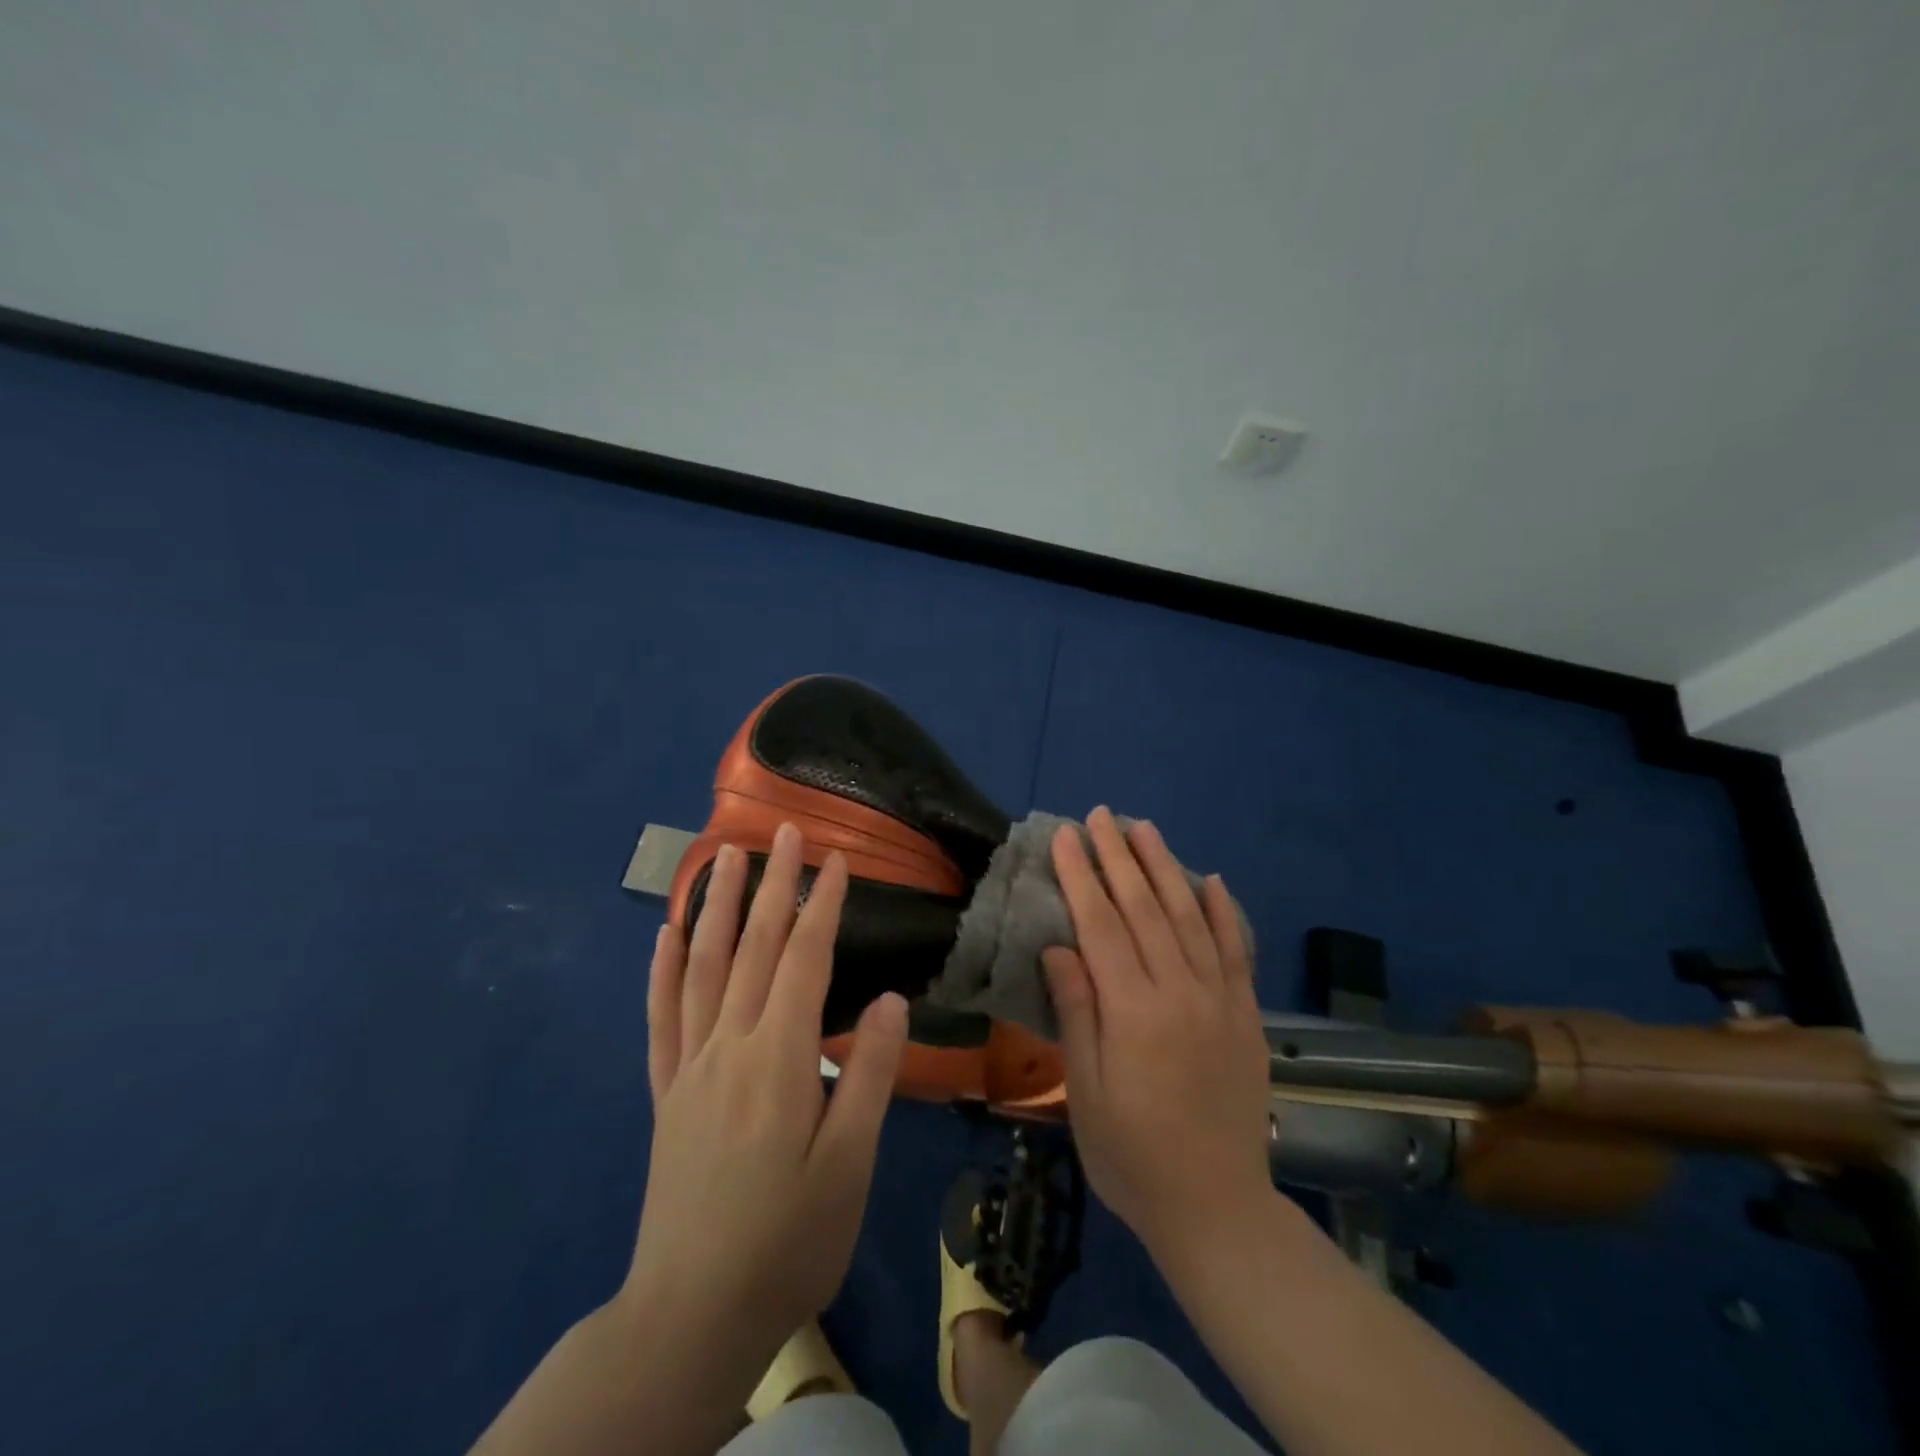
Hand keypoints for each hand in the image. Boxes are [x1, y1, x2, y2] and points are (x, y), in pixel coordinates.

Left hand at [623, 823, 908, 1368]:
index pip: (804, 960)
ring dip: (713, 905)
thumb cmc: (788, 1240)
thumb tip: (888, 1000)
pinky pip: (660, 1018)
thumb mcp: (848, 1165)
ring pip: (701, 967)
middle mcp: (729, 1046)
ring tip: (720, 856)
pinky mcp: (667, 1094)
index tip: (837, 859)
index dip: (823, 905)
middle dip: (770, 884)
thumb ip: (868, 1075)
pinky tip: (664, 934)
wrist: (692, 1315)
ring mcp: (691, 1067)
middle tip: (781, 830)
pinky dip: (661, 970)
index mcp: (779, 1059)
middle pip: (752, 947)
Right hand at [1042, 807, 1274, 1263]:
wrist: (1216, 1207)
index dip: (1081, 876)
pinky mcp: (1246, 1014)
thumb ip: (1077, 1012)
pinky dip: (1224, 911)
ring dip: (1165, 868)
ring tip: (1145, 829)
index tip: (1066, 836)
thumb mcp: (1086, 1090)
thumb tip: (1060, 947)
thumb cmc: (1131, 1153)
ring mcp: (1220, 999)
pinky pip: (1236, 950)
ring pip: (1189, 916)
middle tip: (1101, 815)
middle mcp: (1180, 991)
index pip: (1102, 924)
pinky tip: (1211, 880)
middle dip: (1118, 856)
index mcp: (1134, 1011)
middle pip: (1144, 908)